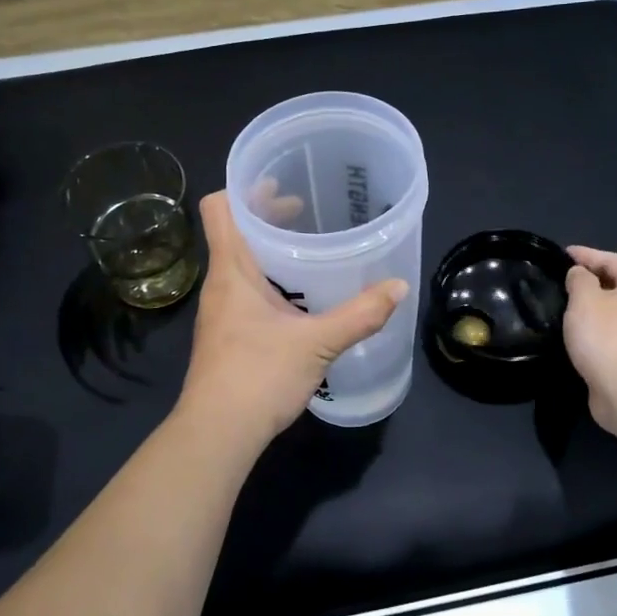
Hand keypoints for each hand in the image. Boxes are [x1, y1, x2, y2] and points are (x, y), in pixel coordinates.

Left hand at [178, 191, 406, 444]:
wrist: (217, 434)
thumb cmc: (258, 376)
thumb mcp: (317, 342)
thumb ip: (360, 314)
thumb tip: (398, 287)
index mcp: (232, 270)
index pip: (219, 208)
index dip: (243, 188)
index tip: (279, 182)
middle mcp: (220, 284)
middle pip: (235, 232)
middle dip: (268, 216)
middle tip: (306, 208)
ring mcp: (221, 311)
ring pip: (242, 263)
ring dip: (270, 249)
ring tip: (308, 247)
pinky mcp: (228, 335)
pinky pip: (247, 290)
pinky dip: (271, 280)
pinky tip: (300, 296)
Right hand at [563, 246, 616, 434]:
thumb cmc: (607, 337)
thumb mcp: (585, 300)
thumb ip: (579, 279)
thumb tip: (580, 275)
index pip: (609, 259)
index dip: (583, 255)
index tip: (559, 254)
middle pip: (614, 282)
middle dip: (587, 279)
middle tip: (558, 279)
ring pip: (612, 308)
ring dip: (590, 305)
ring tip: (562, 303)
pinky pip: (611, 330)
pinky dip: (594, 326)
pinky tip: (575, 330)